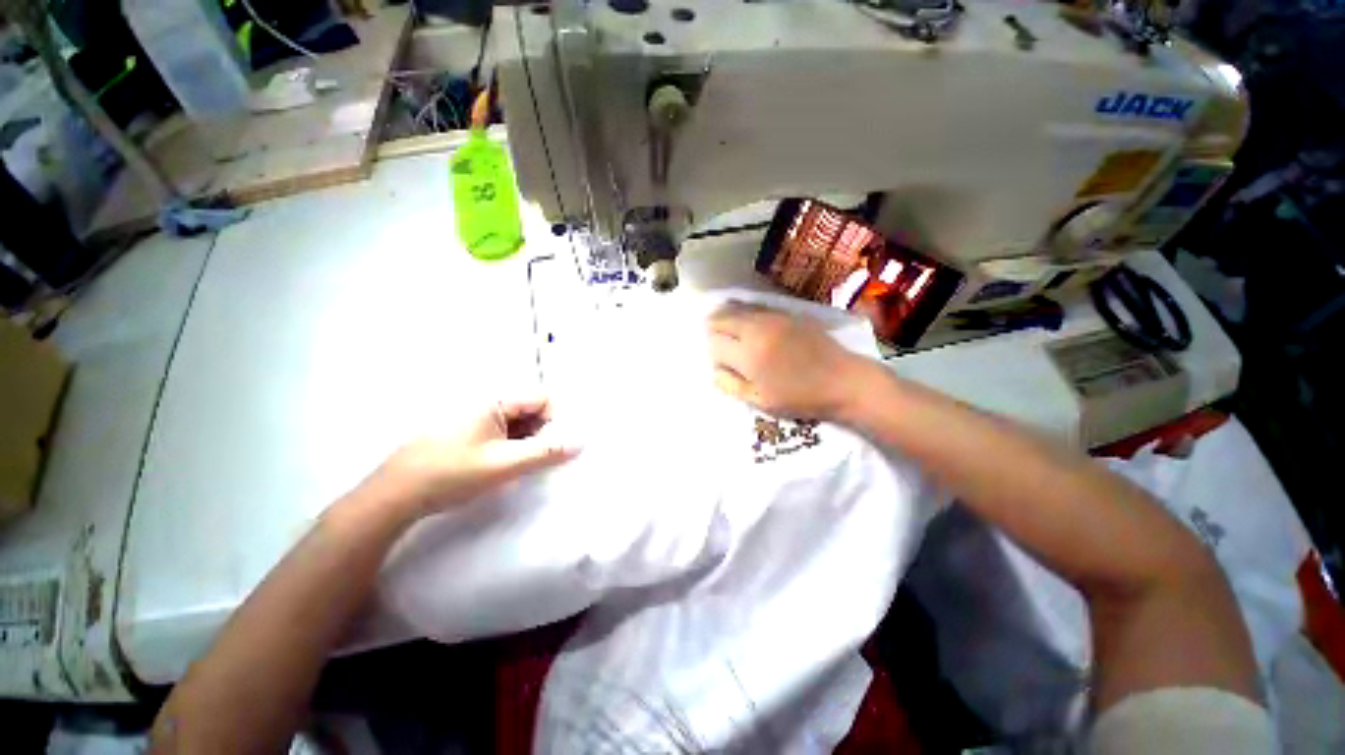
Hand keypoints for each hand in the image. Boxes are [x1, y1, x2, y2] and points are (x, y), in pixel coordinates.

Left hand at [366, 398, 580, 517]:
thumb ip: (545, 452)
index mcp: (495, 401)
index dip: (557, 419)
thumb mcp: (504, 464)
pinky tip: (511, 466)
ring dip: (530, 441)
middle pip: (531, 410)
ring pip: (518, 424)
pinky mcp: (469, 434)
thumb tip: (580, 443)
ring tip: (528, 465)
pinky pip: (503, 434)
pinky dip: (514, 447)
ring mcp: (476, 419)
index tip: (561, 445)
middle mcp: (487, 404)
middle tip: (546, 459)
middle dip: (544, 432)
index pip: (542, 399)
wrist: (395, 496)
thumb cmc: (452, 473)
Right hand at [709, 303, 868, 418]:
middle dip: (713, 329)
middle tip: (714, 339)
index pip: (715, 344)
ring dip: (726, 316)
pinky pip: (756, 306)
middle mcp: (756, 329)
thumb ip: (732, 386)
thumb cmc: (800, 398)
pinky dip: (744, 311)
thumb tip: (714, 371)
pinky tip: (746, 320)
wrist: (844, 380)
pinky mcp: (787, 313)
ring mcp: (773, 317)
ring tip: (723, 326)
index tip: (719, 363)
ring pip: (737, 308)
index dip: (712, 353)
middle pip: (721, 319)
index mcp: (749, 355)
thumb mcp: (761, 401)